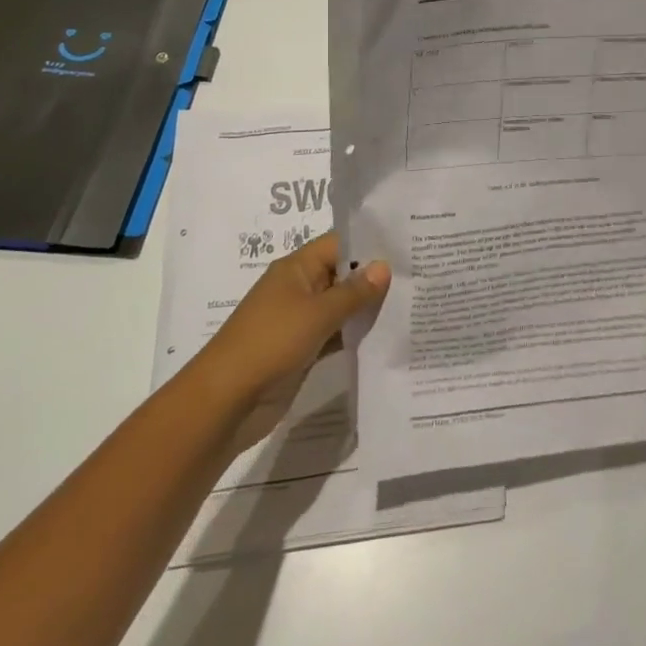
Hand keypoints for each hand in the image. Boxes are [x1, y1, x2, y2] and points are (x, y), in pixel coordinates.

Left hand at [195, 232, 389, 451]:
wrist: (226, 401)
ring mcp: (300, 321)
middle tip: (419, 275)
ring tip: (411, 303)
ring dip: (367, 308)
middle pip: (342, 274)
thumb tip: (384, 266)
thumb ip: (354, 292)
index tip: (406, 247)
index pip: (339, 244)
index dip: (370, 244)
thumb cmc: (271, 343)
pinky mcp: (303, 350)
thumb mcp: (317, 313)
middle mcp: (299, 288)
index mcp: (296, 268)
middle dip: (374, 277)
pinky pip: (335, 334)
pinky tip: (386, 335)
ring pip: (340, 307)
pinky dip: (355, 335)